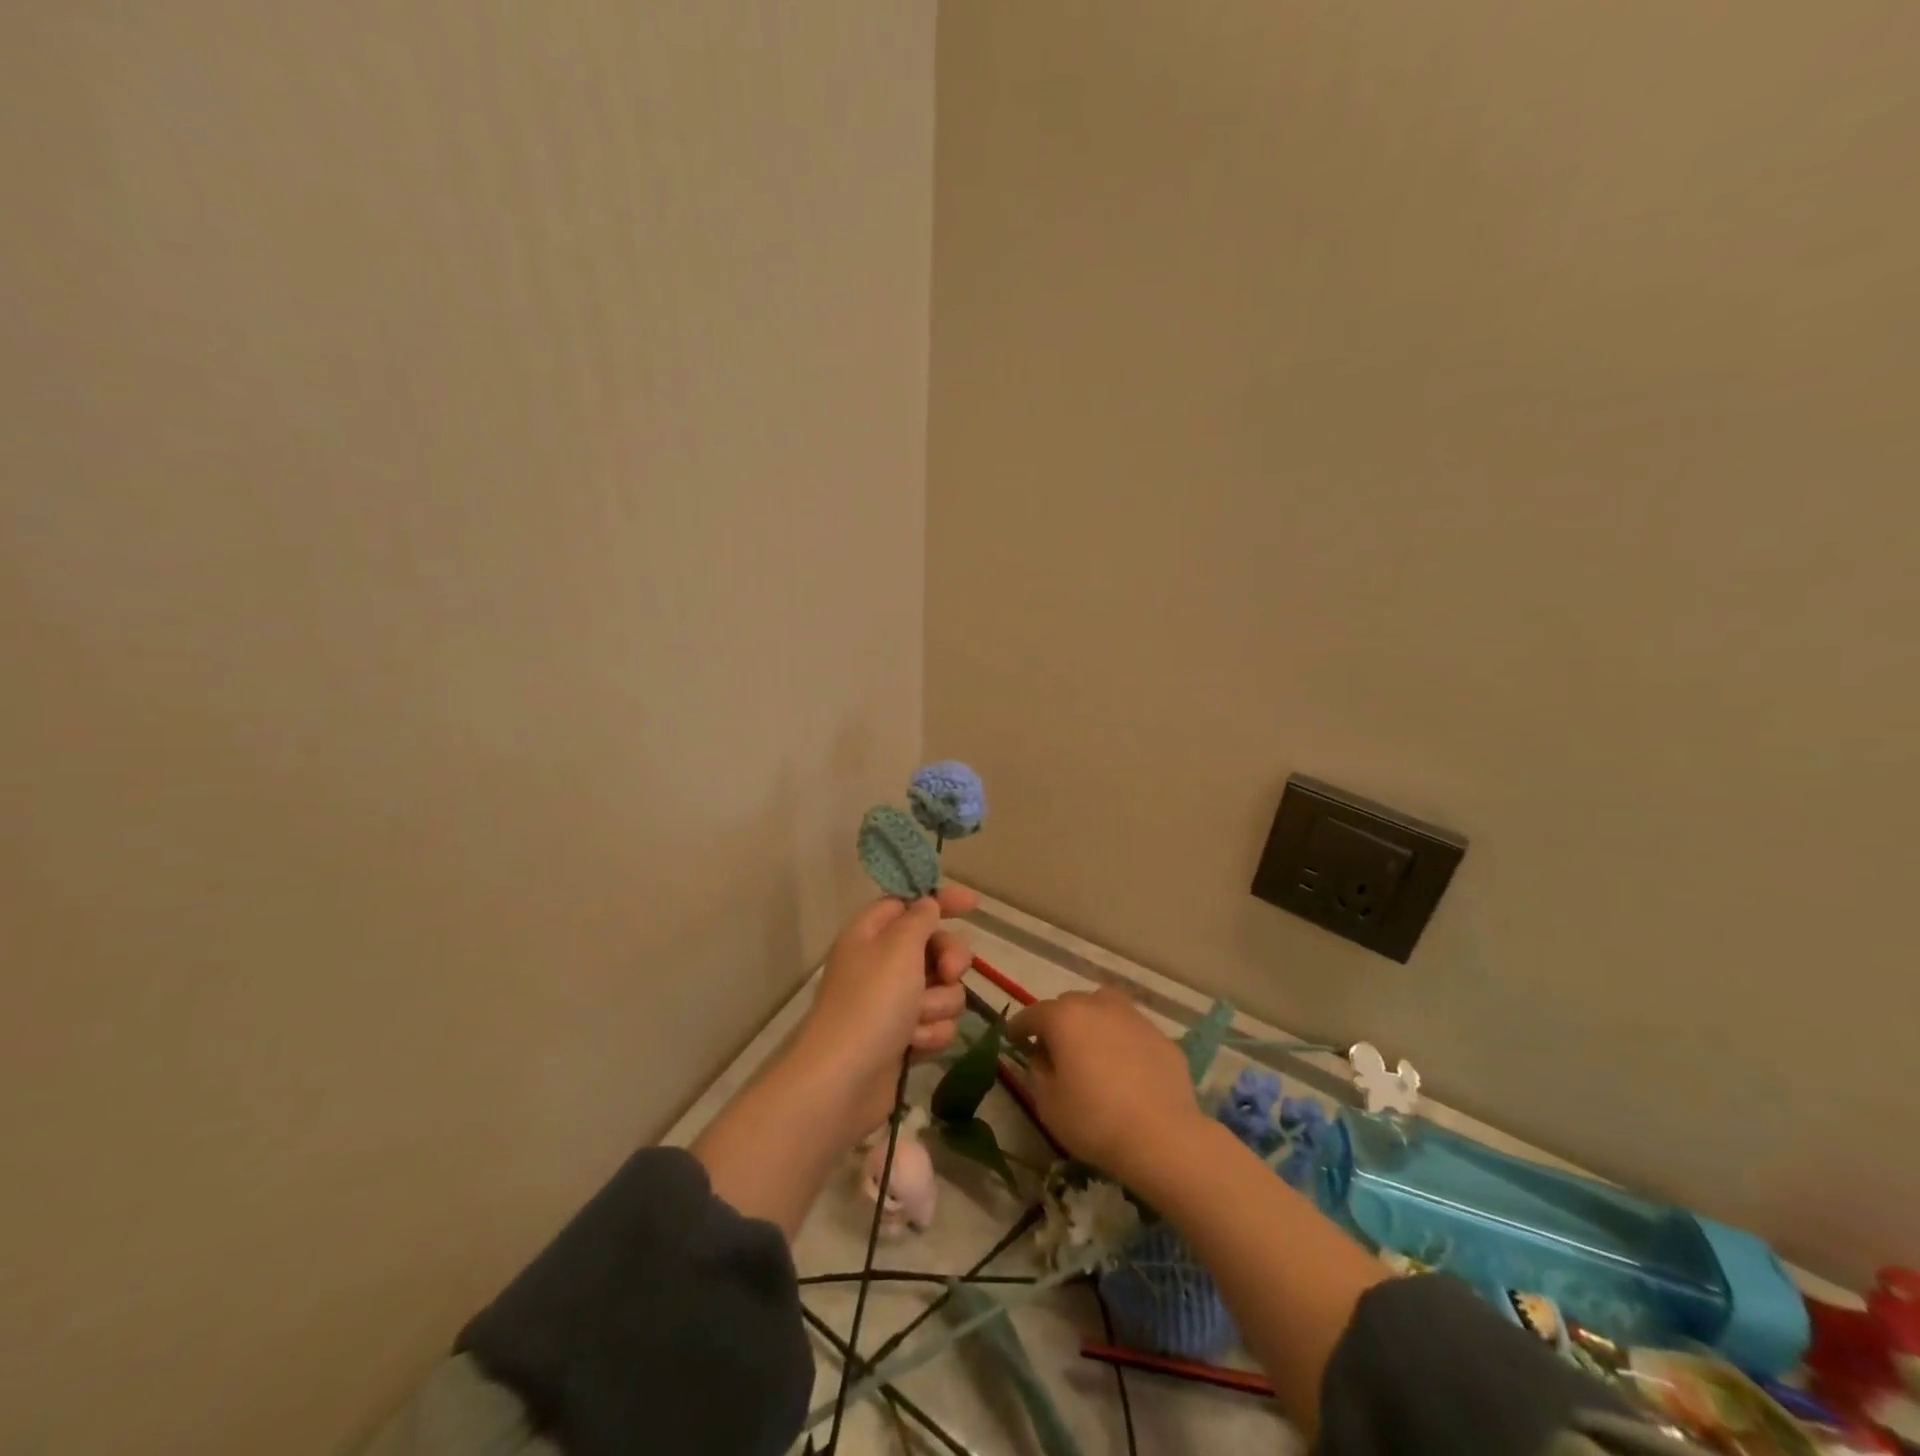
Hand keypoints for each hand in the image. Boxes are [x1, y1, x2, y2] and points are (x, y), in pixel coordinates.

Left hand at [794, 882, 977, 1136]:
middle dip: (949, 960)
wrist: (844, 1081)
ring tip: (917, 1021)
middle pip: (934, 946)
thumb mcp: (899, 946)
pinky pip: (937, 1023)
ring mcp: (893, 1003)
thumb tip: (928, 904)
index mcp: (871, 934)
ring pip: (943, 989)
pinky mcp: (904, 1038)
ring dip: (938, 1004)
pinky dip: (931, 1033)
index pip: (908, 904)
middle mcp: (881, 964)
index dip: (940, 900)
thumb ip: (920, 918)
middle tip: (948, 972)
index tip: (973, 904)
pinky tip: (915, 1045)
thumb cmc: (871, 1002)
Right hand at [1007, 988, 1204, 1184]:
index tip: (1013, 1038)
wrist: (1163, 1136)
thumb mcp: (1048, 1104)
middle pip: (1070, 1005)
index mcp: (1064, 1017)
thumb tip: (1043, 1058)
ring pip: (1104, 1009)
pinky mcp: (1161, 1036)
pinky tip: (1125, 1068)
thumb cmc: (1094, 1120)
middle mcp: (1098, 1005)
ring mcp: (1134, 1017)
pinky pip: (1131, 1031)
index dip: (1019, 1026)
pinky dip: (1122, 1042)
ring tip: (1092, 1050)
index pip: (1033, 1014)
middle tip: (1055, 1049)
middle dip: (1058, 1022)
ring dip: (1092, 1023)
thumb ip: (1038, 1072)